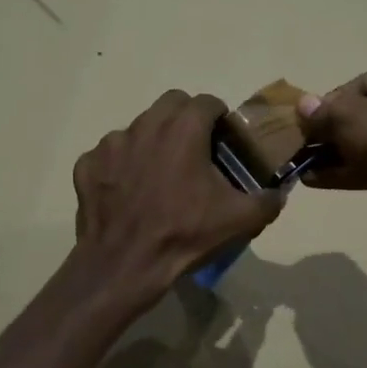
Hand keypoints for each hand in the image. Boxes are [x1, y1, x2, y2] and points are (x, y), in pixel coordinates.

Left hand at [73, 90, 283, 303]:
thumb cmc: (185, 235)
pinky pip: (109, 155)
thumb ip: (268, 200)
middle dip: (186, 119)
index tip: (224, 141)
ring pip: (138, 128)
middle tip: (196, 151)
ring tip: (160, 175)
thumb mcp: (240, 220)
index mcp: (183, 129)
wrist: (125, 265)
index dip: (220, 118)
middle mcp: (144, 125)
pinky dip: (122, 166)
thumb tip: (279, 193)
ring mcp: (110, 144)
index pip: (207, 102)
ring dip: (153, 142)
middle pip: (170, 104)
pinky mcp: (88, 165)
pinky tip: (129, 192)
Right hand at [295, 65, 366, 246]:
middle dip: (329, 130)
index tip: (310, 120)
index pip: (361, 84)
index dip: (331, 101)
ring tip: (300, 163)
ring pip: (363, 143)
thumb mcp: (347, 117)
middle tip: (302, 142)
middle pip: (361, 115)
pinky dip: (343, 172)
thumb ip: (322, 110)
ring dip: (331, 154)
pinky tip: (312, 180)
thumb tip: (303, 105)